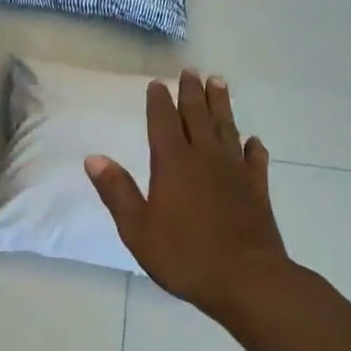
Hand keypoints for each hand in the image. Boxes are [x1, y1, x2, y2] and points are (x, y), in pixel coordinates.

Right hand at [85, 70, 289, 319]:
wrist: (248, 280)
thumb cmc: (185, 255)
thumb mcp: (137, 228)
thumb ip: (117, 191)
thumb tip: (93, 158)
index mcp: (173, 163)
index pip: (163, 122)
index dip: (159, 101)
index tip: (157, 83)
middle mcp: (205, 158)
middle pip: (197, 116)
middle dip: (192, 93)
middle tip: (191, 71)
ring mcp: (235, 172)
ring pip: (227, 129)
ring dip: (222, 105)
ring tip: (219, 83)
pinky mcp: (257, 190)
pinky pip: (255, 160)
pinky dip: (253, 147)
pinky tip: (253, 140)